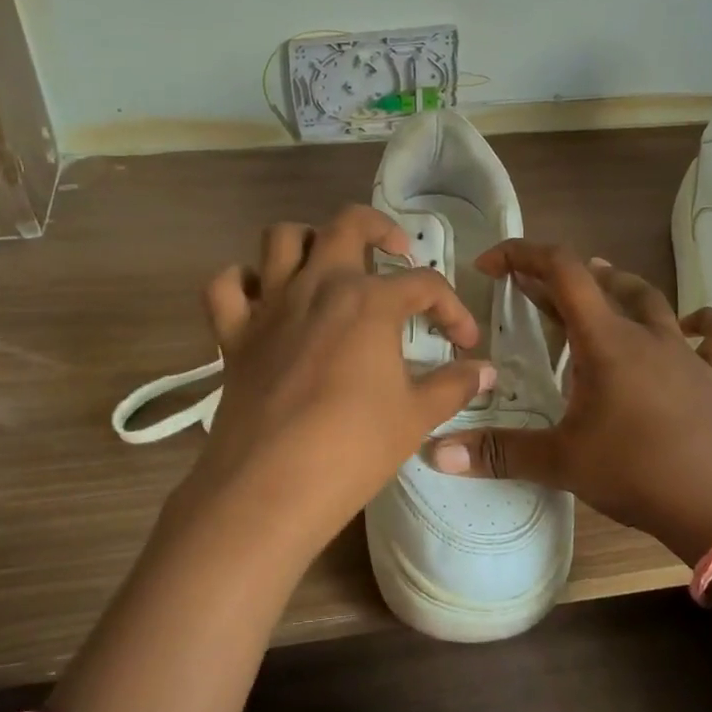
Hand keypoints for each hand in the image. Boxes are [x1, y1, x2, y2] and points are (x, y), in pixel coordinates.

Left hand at [174, 205, 493, 549]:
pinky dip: (242, 282)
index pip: (424, 284)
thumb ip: (454, 385)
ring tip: (330, 267)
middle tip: (396, 253)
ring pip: (281, 239)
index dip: (452, 308)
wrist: (269, 487)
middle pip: (347, 224)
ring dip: (309, 241)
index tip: (463, 342)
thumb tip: (485, 371)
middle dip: (379, 228)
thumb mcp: (416, 417)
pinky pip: (226, 286)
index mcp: (369, 301)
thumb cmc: (352, 448)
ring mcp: (270, 306)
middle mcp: (318, 286)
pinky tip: (263, 300)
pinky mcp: (233, 334)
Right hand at [427, 243, 711, 562]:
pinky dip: (701, 322)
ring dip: (617, 288)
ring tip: (595, 289)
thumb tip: (434, 453)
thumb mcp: (562, 463)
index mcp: (606, 340)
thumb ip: (499, 453)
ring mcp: (687, 354)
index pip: (562, 270)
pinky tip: (690, 323)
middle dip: (559, 278)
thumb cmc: (640, 473)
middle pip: (602, 282)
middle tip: (530, 292)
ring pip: (651, 300)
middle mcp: (648, 334)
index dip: (522, 255)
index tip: (490, 265)